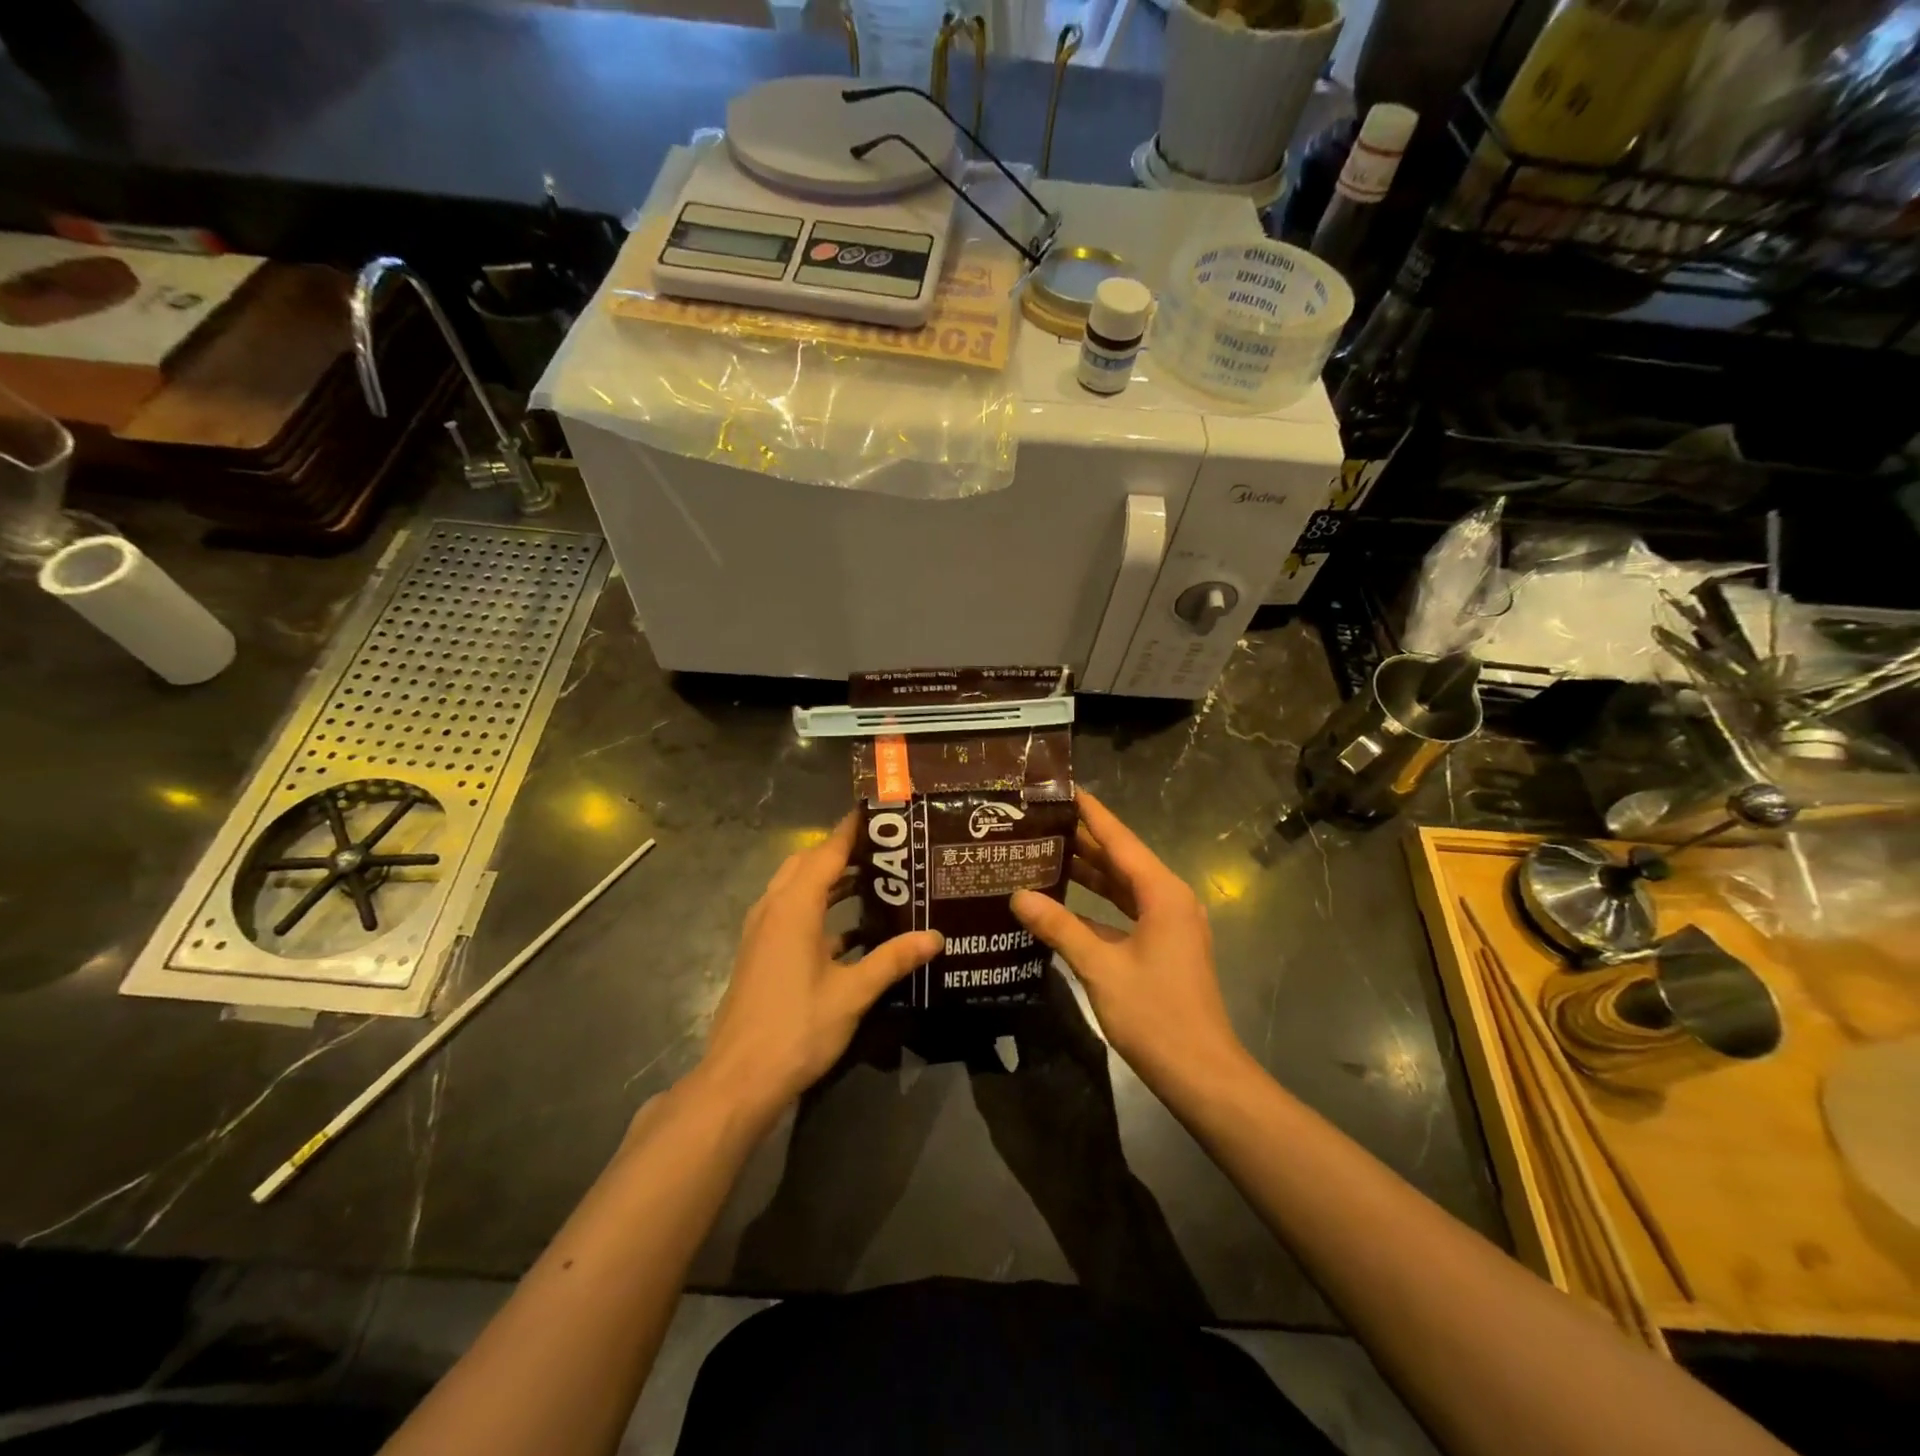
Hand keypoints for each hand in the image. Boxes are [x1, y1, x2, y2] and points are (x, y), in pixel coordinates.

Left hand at [695, 814, 942, 1122]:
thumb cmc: (797, 1028)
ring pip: (797, 888)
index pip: (826, 852)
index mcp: (793, 907)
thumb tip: (936, 937)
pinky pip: (792, 914)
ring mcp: (762, 932)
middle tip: (885, 849)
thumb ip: (893, 960)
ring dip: (830, 879)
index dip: (852, 830)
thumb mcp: (852, 993)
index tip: (880, 812)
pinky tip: (853, 930)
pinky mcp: (761, 953)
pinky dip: (820, 909)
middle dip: (843, 851)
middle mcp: (773, 909)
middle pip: (808, 863)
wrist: (739, 1079)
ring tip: (875, 879)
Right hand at [1011, 789, 1249, 1096]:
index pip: (1120, 839)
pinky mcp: (1162, 946)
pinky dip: (1095, 903)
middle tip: (1038, 820)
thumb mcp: (1101, 967)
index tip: (1062, 787)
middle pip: (1120, 859)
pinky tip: (1062, 901)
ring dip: (1087, 871)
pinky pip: (1124, 911)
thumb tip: (1017, 895)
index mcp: (1162, 892)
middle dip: (1081, 839)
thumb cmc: (1155, 1015)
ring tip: (1043, 851)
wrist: (1202, 1074)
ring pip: (1121, 885)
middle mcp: (1168, 899)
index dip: (1090, 812)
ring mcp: (1168, 924)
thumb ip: (1059, 927)